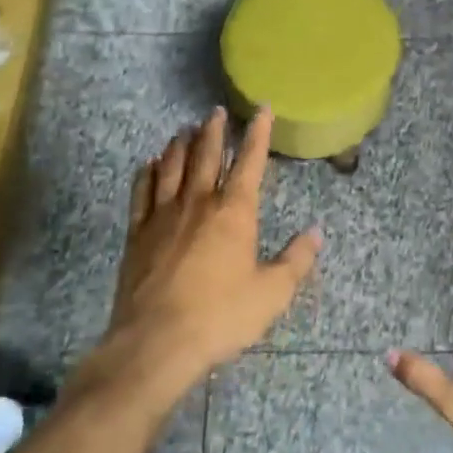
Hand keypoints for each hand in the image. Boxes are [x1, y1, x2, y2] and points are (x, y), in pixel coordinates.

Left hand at [101, 106, 321, 392]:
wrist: (156, 342)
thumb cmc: (221, 316)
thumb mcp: (272, 293)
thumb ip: (296, 260)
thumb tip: (316, 232)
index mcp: (234, 212)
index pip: (249, 161)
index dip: (258, 133)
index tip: (262, 110)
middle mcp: (198, 203)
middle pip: (205, 155)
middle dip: (213, 131)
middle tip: (215, 111)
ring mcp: (163, 216)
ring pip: (171, 167)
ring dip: (180, 145)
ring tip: (184, 129)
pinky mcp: (137, 234)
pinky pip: (141, 193)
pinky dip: (147, 173)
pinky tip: (149, 164)